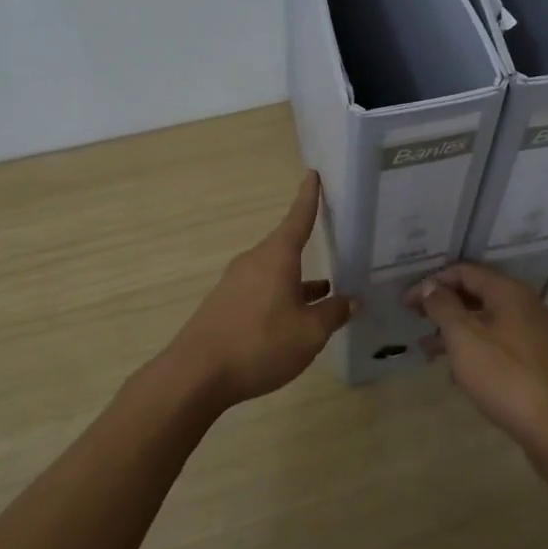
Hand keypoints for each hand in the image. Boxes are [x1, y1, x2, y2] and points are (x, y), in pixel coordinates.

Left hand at [168, 172, 354, 409]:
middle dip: (309, 251)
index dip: (308, 197)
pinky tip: (293, 319)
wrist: (197, 374)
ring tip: (325, 293)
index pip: (298, 218)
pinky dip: (281, 298)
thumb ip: (333, 313)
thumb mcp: (309, 332)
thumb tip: (350, 300)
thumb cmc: (260, 343)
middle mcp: (254, 262)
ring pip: (275, 273)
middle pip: (286, 248)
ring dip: (298, 281)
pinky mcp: (225, 306)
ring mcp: (236, 284)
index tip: (312, 174)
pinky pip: (261, 291)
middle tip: (335, 249)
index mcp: (276, 257)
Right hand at [406, 262, 547, 448]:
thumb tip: (431, 286)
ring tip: (427, 350)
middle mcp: (526, 306)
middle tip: (415, 320)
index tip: (407, 302)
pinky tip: (457, 373)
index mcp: (509, 292)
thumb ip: (443, 307)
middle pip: (477, 295)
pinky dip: (475, 350)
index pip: (465, 271)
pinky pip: (499, 345)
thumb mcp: (464, 337)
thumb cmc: (505, 376)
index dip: (433, 282)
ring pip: (487, 322)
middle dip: (444, 306)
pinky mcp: (538, 362)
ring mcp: (535, 335)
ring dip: (456, 331)